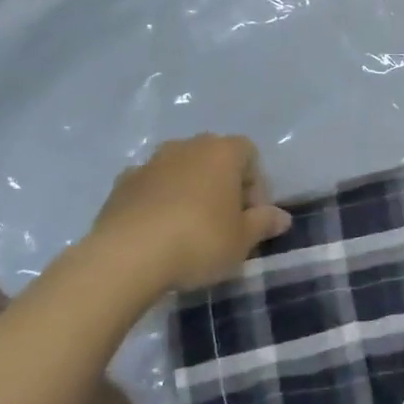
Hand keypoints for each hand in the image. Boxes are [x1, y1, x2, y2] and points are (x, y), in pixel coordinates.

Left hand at [88, 134, 292, 294]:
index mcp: (223, 151)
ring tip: (189, 228)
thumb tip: (282, 217)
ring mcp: (151, 162)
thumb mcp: (242, 240)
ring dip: (189, 191)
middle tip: (224, 222)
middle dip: (222, 185)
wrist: (126, 257)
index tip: (251, 217)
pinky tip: (157, 231)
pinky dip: (158, 201)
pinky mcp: (121, 184)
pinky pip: (150, 186)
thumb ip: (264, 223)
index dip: (255, 185)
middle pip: (214, 158)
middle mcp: (187, 146)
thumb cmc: (199, 241)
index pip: (250, 154)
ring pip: (180, 170)